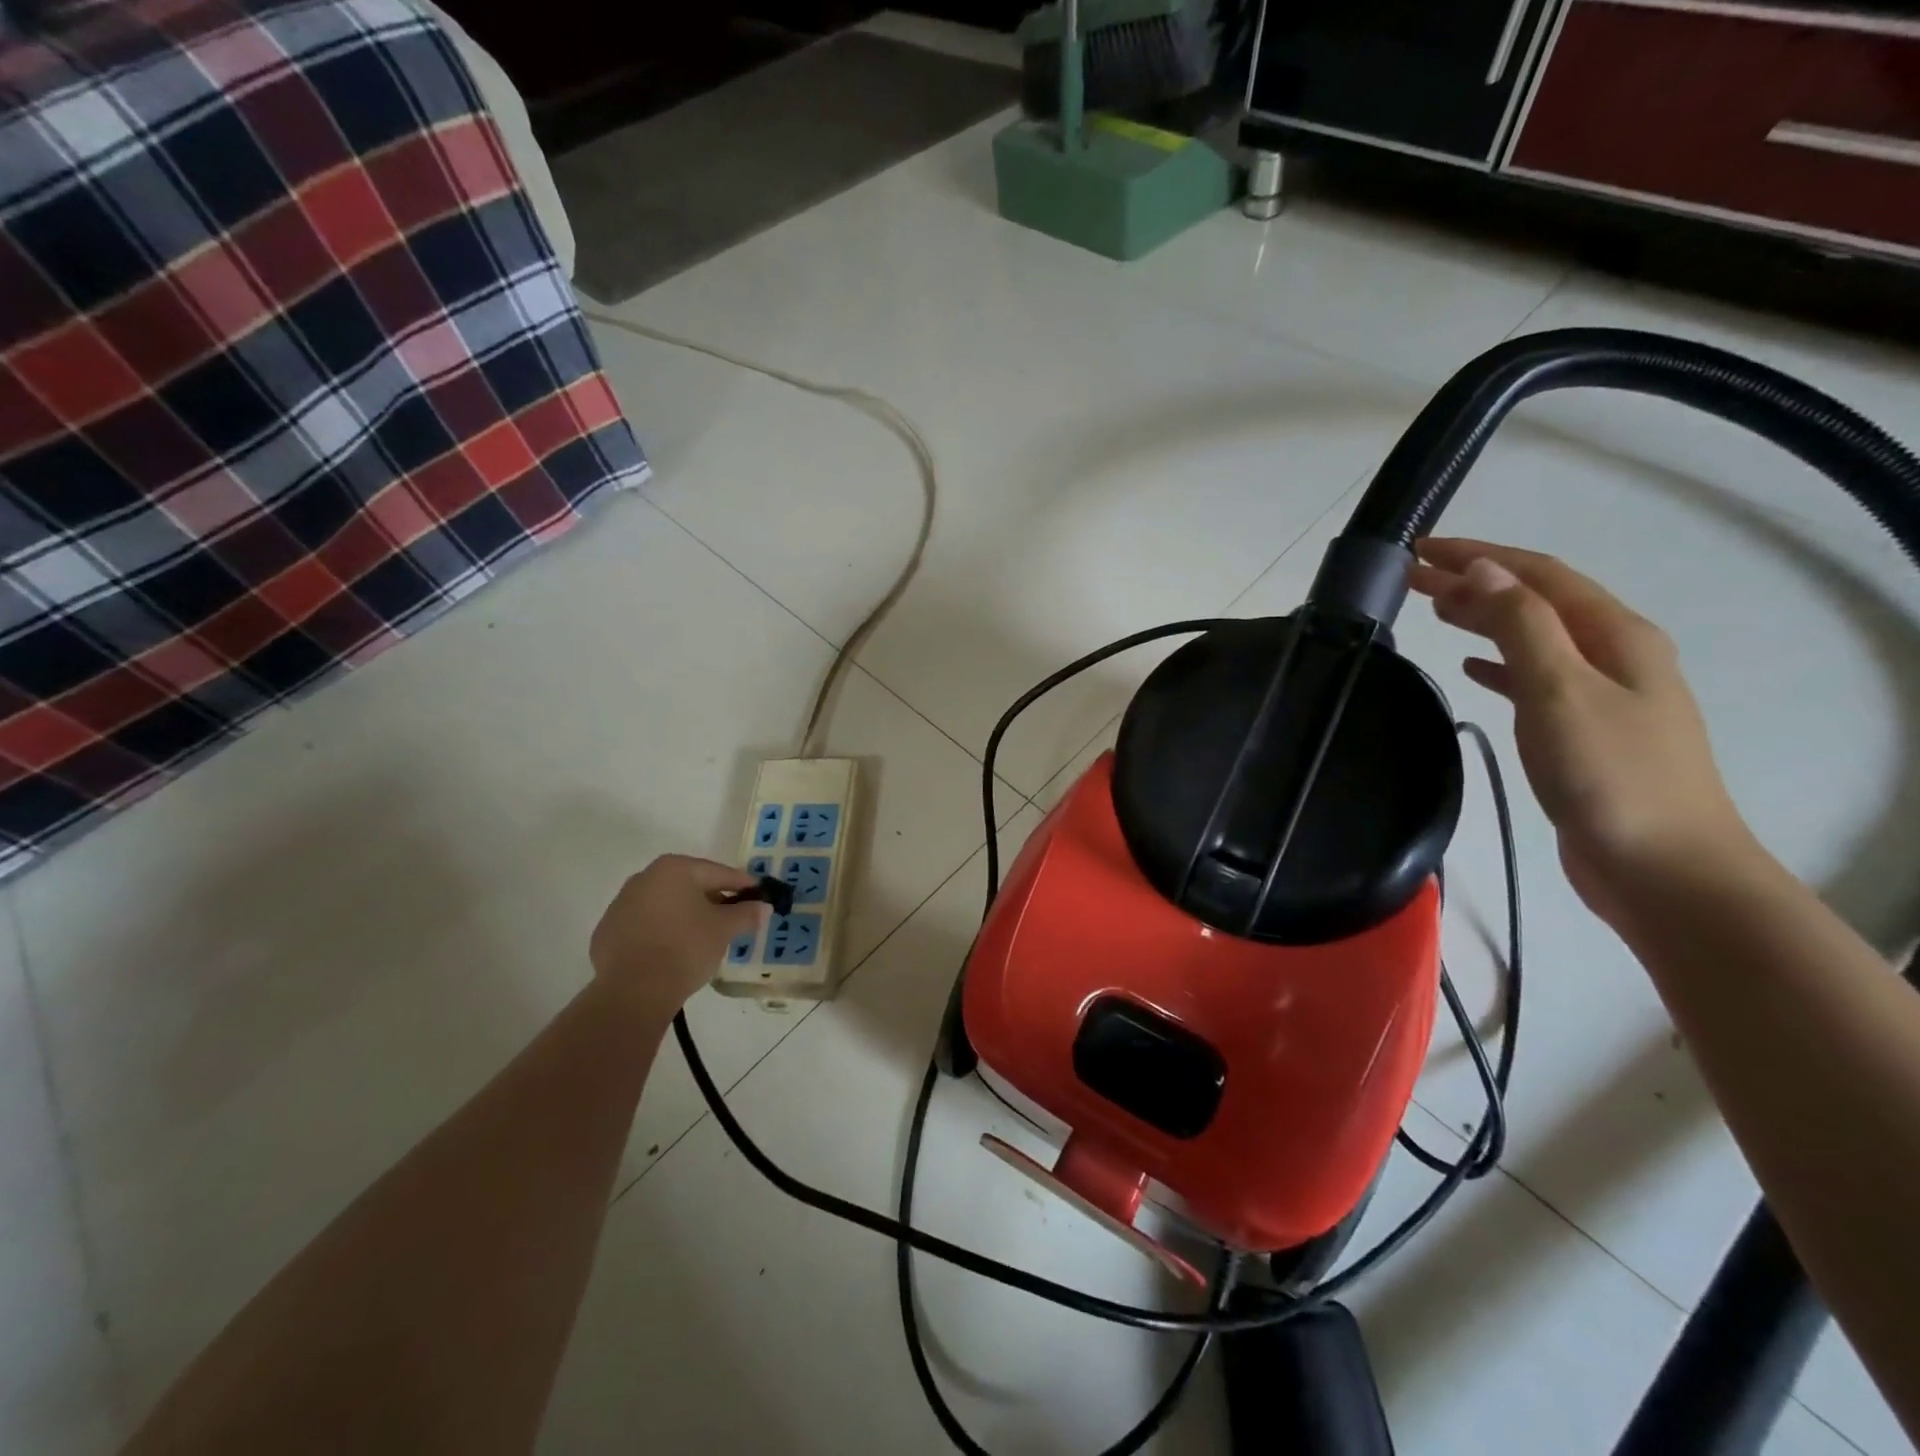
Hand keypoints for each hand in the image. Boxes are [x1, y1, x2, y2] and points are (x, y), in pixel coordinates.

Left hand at [589, 855, 762, 1022]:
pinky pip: (646, 925)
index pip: (719, 873)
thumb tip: (763, 906)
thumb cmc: (685, 948)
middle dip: (714, 899)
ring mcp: (621, 905)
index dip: (743, 885)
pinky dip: (663, 932)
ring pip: (666, 905)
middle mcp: (644, 878)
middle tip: (735, 917)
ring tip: (706, 937)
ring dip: (687, 915)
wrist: (632, 993)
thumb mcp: (724, 929)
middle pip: (690, 886)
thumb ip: (746, 913)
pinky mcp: (608, 932)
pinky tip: (674, 951)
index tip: (759, 894)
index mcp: (674, 869)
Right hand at [1409, 538, 1762, 924]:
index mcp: (1615, 635)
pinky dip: (1498, 664)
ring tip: (1435, 610)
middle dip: (1474, 583)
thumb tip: (1481, 570)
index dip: (1478, 556)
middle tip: (1412, 578)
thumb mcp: (1560, 691)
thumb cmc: (1610, 775)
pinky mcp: (1581, 731)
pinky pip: (1532, 679)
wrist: (1663, 868)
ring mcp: (1600, 695)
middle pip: (1535, 602)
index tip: (1420, 550)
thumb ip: (1521, 627)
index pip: (1538, 575)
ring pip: (1532, 638)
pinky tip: (1472, 668)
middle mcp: (1613, 655)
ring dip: (1484, 618)